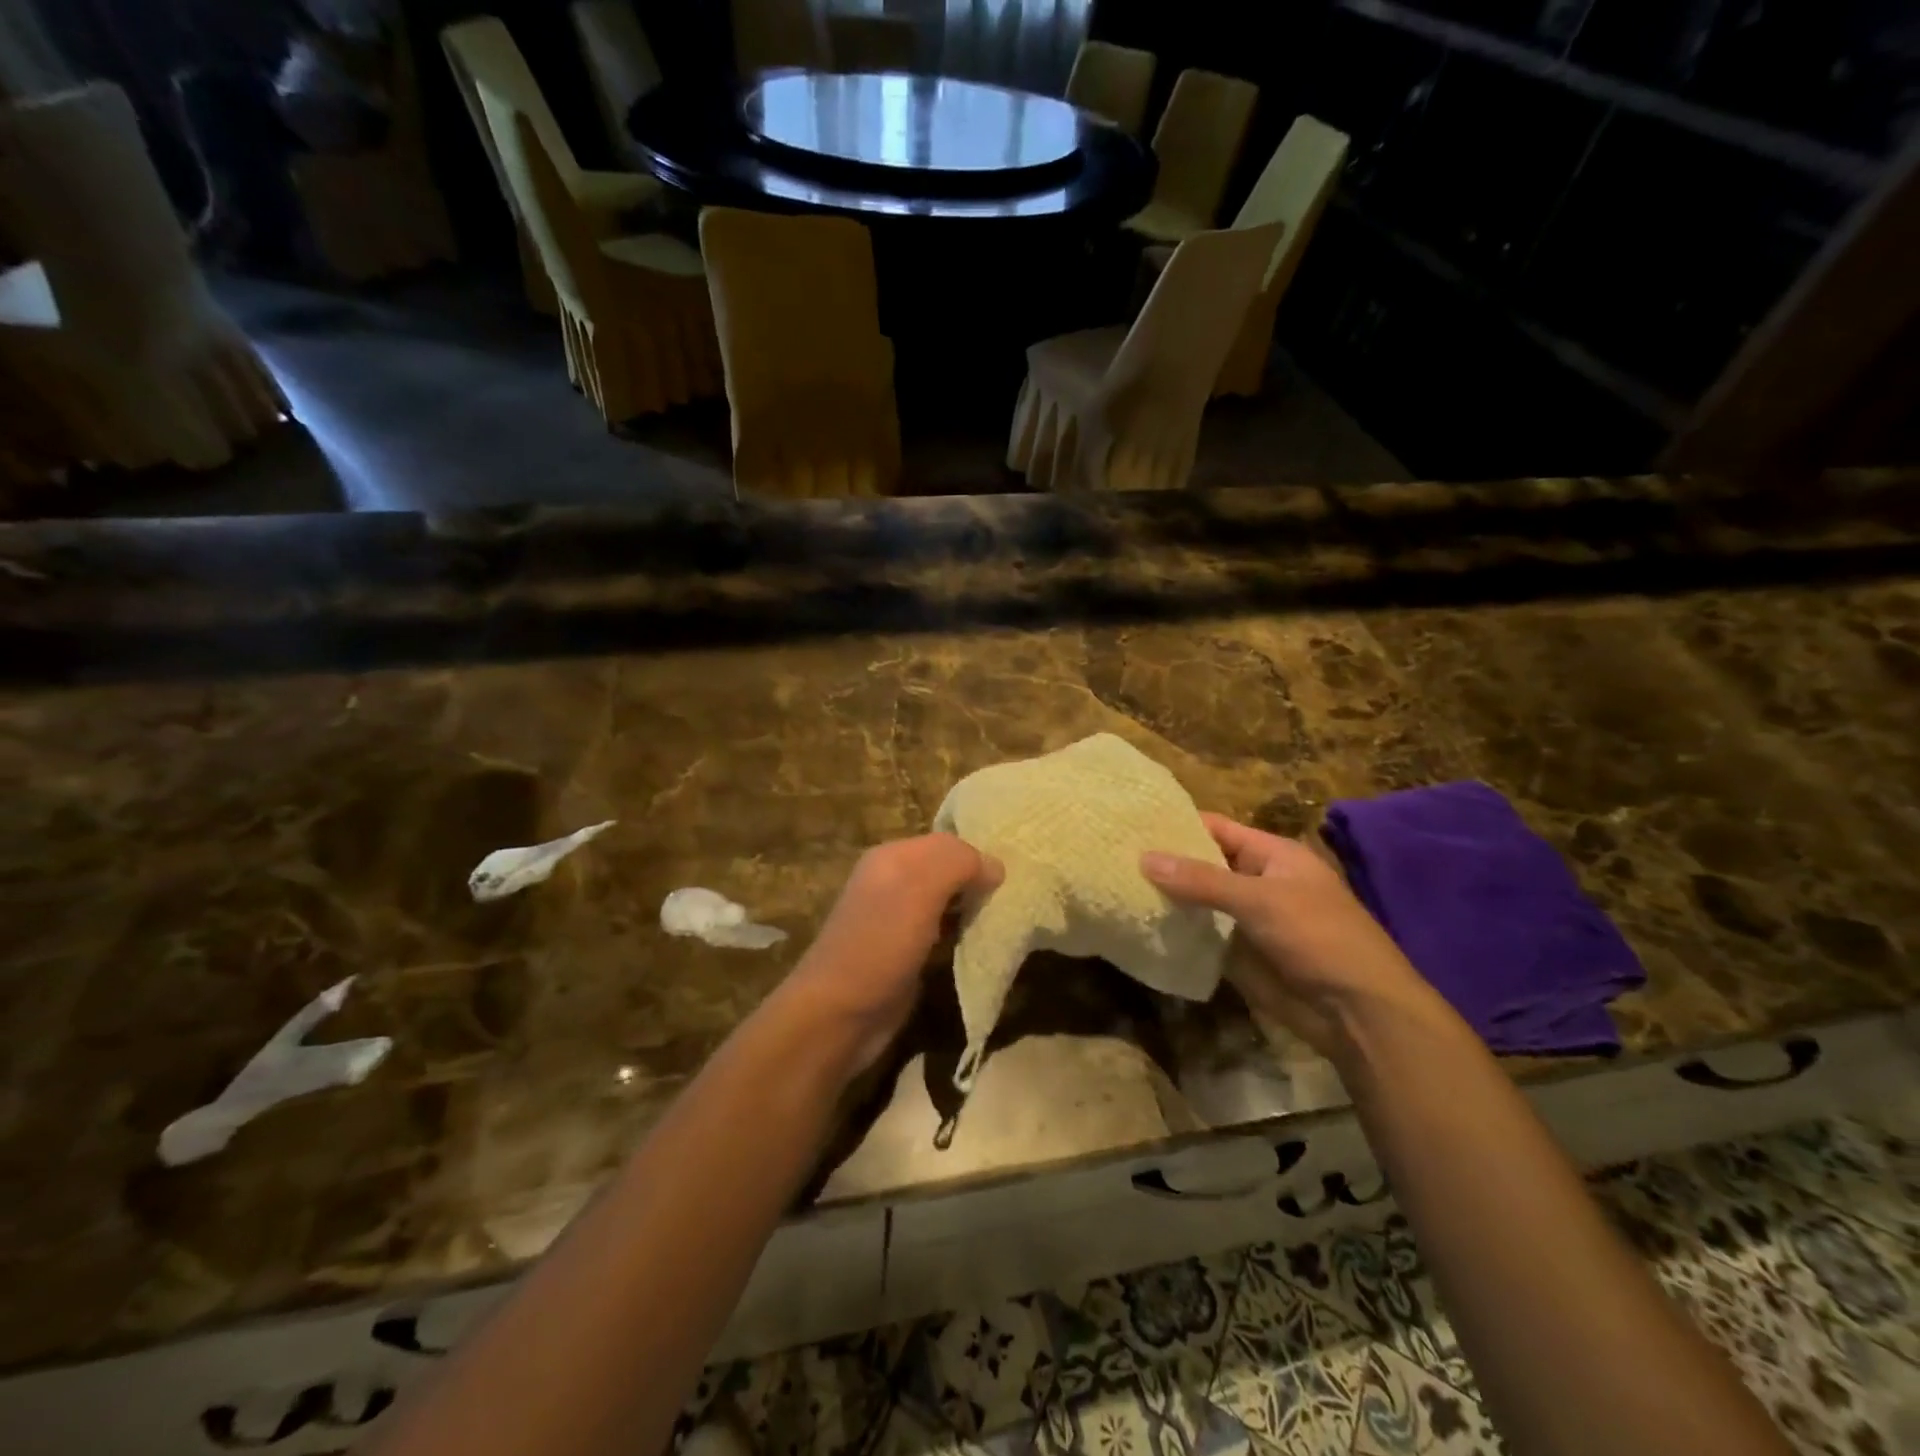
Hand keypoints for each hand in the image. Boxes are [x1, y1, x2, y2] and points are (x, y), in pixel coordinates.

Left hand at [783, 834, 1002, 1074]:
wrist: (841, 1014)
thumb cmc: (881, 942)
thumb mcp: (919, 887)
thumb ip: (958, 863)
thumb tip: (994, 866)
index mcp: (891, 856)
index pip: (946, 841)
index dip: (977, 852)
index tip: (1012, 873)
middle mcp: (893, 881)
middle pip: (947, 870)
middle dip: (977, 880)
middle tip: (1014, 895)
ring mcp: (898, 919)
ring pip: (947, 901)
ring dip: (973, 908)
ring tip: (1007, 916)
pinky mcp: (907, 952)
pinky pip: (944, 932)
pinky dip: (964, 934)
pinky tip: (984, 942)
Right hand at [1142, 814, 1430, 1056]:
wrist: (1357, 1012)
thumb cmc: (1318, 937)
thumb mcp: (1260, 899)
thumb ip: (1202, 880)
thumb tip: (1144, 858)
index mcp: (1272, 856)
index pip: (1218, 829)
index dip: (1179, 824)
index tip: (1133, 821)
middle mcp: (1257, 882)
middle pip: (1204, 865)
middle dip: (1166, 862)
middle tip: (1114, 855)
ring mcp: (1247, 920)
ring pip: (1199, 902)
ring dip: (1167, 898)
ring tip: (1115, 885)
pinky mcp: (1239, 954)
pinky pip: (1202, 935)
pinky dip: (1176, 931)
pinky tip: (1138, 925)